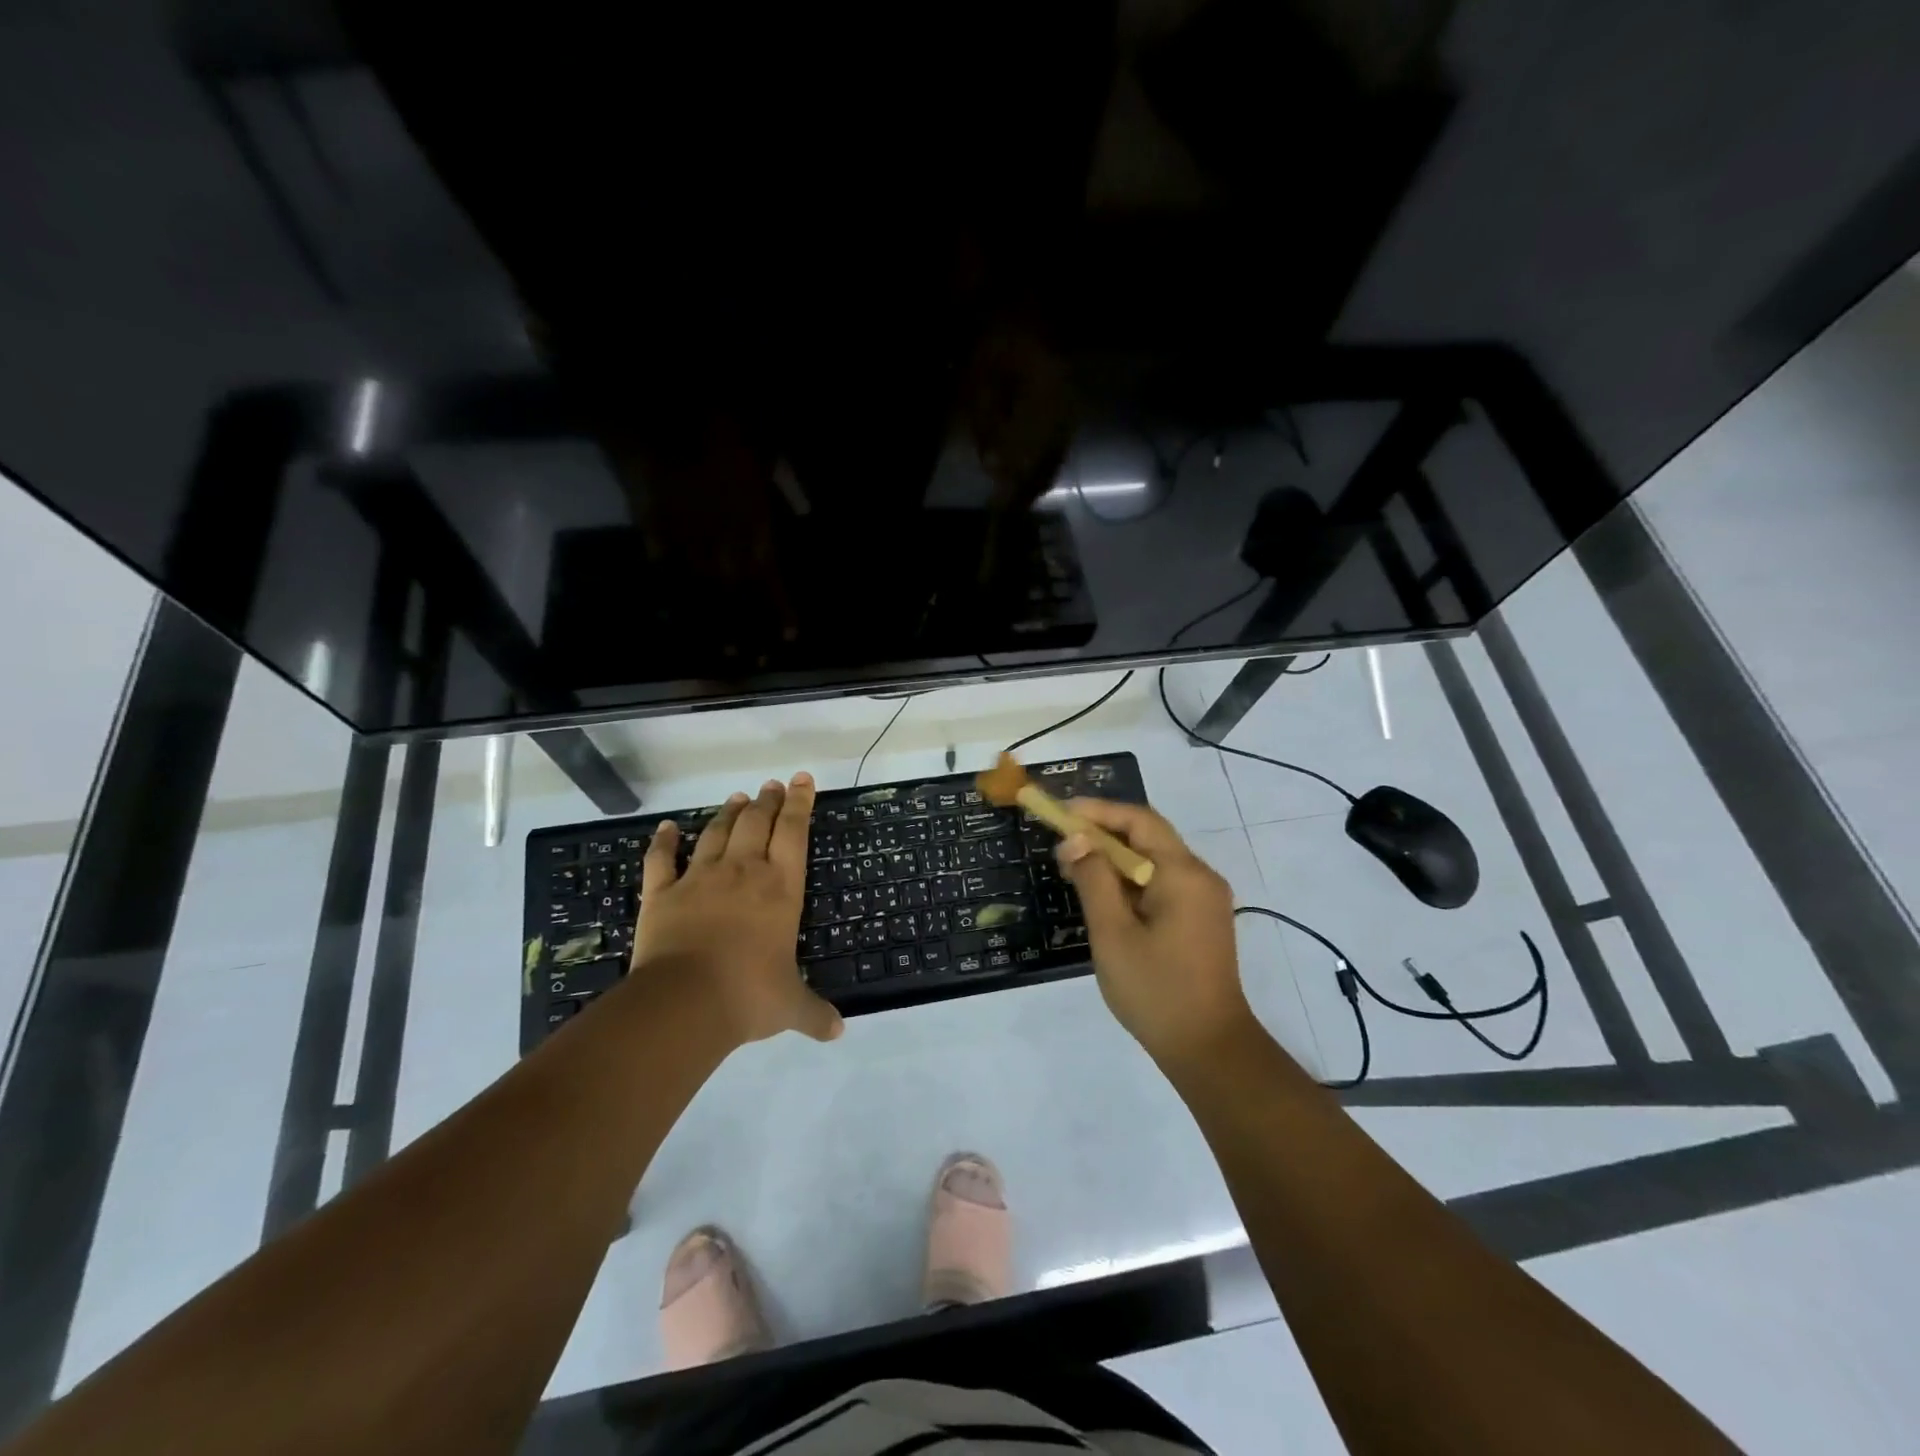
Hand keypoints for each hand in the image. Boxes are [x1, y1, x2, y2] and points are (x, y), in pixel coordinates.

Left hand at [633, 772, 842, 1046]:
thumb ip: (815, 1013)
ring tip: (738, 797)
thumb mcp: (791, 1006)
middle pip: (756, 823)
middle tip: (773, 784)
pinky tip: (665, 828)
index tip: (803, 781)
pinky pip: (660, 860)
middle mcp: (742, 873)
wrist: (685, 1002)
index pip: (794, 833)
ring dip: (728, 812)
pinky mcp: (661, 894)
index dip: (800, 803)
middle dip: (768, 800)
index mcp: (780, 889)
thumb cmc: (749, 995)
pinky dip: (662, 842)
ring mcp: (699, 879)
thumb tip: (838, 1031)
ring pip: (715, 833)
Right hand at [1055, 799, 1255, 1069]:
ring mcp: (1204, 900)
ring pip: (1154, 862)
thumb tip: (1076, 840)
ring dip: (1115, 860)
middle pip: (1148, 837)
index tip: (1061, 813)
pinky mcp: (1201, 920)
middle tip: (1062, 845)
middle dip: (1103, 835)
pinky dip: (1130, 882)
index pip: (1139, 820)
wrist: (1209, 1048)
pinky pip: (1162, 884)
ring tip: (1074, 870)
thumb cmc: (1156, 989)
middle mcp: (1200, 877)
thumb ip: (1094, 879)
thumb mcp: (1113, 933)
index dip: (1098, 811)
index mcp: (1184, 873)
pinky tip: (1104, 897)